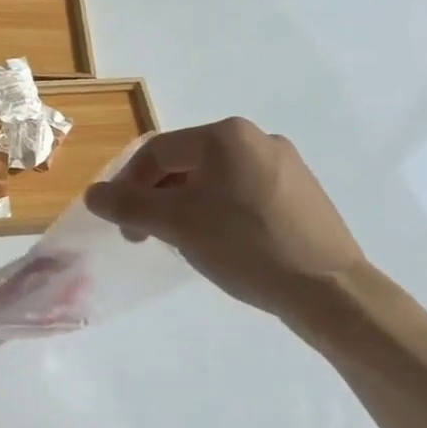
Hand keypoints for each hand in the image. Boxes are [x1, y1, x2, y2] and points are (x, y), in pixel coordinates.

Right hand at [84, 119, 366, 319]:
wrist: (333, 293)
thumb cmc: (247, 248)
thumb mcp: (178, 225)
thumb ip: (129, 206)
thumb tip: (93, 195)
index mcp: (226, 135)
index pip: (158, 152)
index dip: (130, 185)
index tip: (123, 225)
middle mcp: (256, 137)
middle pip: (186, 162)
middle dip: (159, 196)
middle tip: (149, 234)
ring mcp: (285, 164)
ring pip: (215, 178)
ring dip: (188, 204)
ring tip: (184, 240)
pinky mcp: (302, 192)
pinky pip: (244, 191)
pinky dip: (220, 210)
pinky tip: (223, 242)